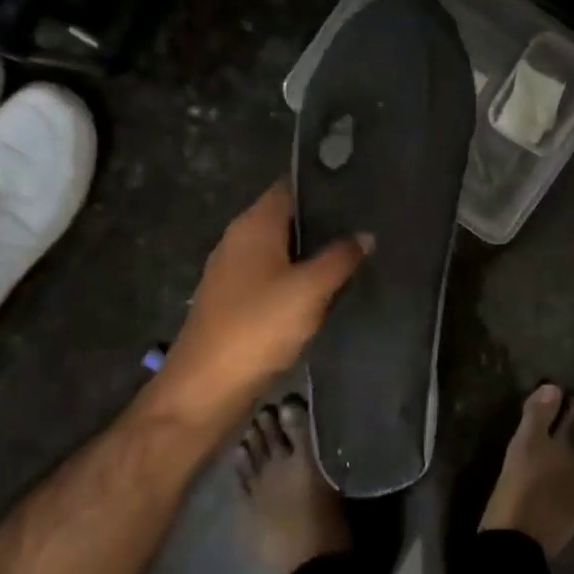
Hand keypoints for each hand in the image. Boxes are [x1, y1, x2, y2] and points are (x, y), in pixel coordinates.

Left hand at [155, 183, 369, 434]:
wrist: (205, 390)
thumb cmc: (257, 327)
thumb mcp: (310, 290)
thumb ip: (340, 258)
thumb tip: (366, 235)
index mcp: (253, 225)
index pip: (290, 186)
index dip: (323, 184)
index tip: (360, 187)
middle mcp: (239, 240)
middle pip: (287, 219)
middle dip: (324, 221)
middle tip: (368, 223)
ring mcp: (234, 272)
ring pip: (282, 251)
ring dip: (313, 254)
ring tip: (356, 254)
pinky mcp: (235, 302)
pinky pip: (274, 278)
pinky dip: (299, 280)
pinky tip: (326, 291)